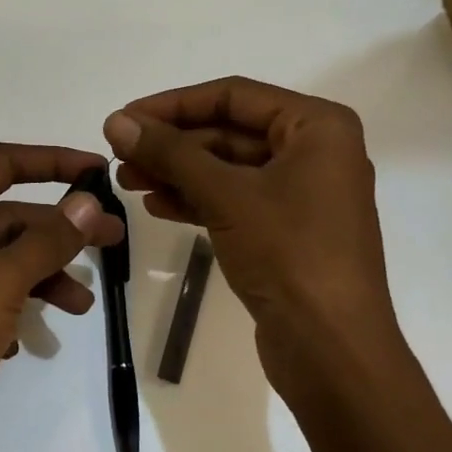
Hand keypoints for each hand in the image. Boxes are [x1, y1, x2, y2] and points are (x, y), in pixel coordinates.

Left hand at [0, 144, 123, 451]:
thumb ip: (46, 241)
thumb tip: (89, 202)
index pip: (0, 164)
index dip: (52, 162)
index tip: (98, 171)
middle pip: (7, 217)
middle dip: (59, 231)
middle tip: (114, 242)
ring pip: (2, 263)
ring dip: (44, 277)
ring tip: (81, 307)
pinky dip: (14, 313)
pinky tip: (22, 345)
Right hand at [104, 77, 396, 393]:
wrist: (335, 356)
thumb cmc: (289, 255)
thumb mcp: (226, 195)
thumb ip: (170, 152)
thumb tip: (116, 121)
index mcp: (318, 127)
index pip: (234, 95)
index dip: (175, 104)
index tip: (126, 117)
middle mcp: (315, 151)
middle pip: (229, 131)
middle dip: (173, 144)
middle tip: (120, 154)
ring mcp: (303, 193)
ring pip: (228, 168)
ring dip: (178, 172)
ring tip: (126, 181)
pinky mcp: (289, 231)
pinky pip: (236, 199)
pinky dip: (197, 199)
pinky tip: (156, 206)